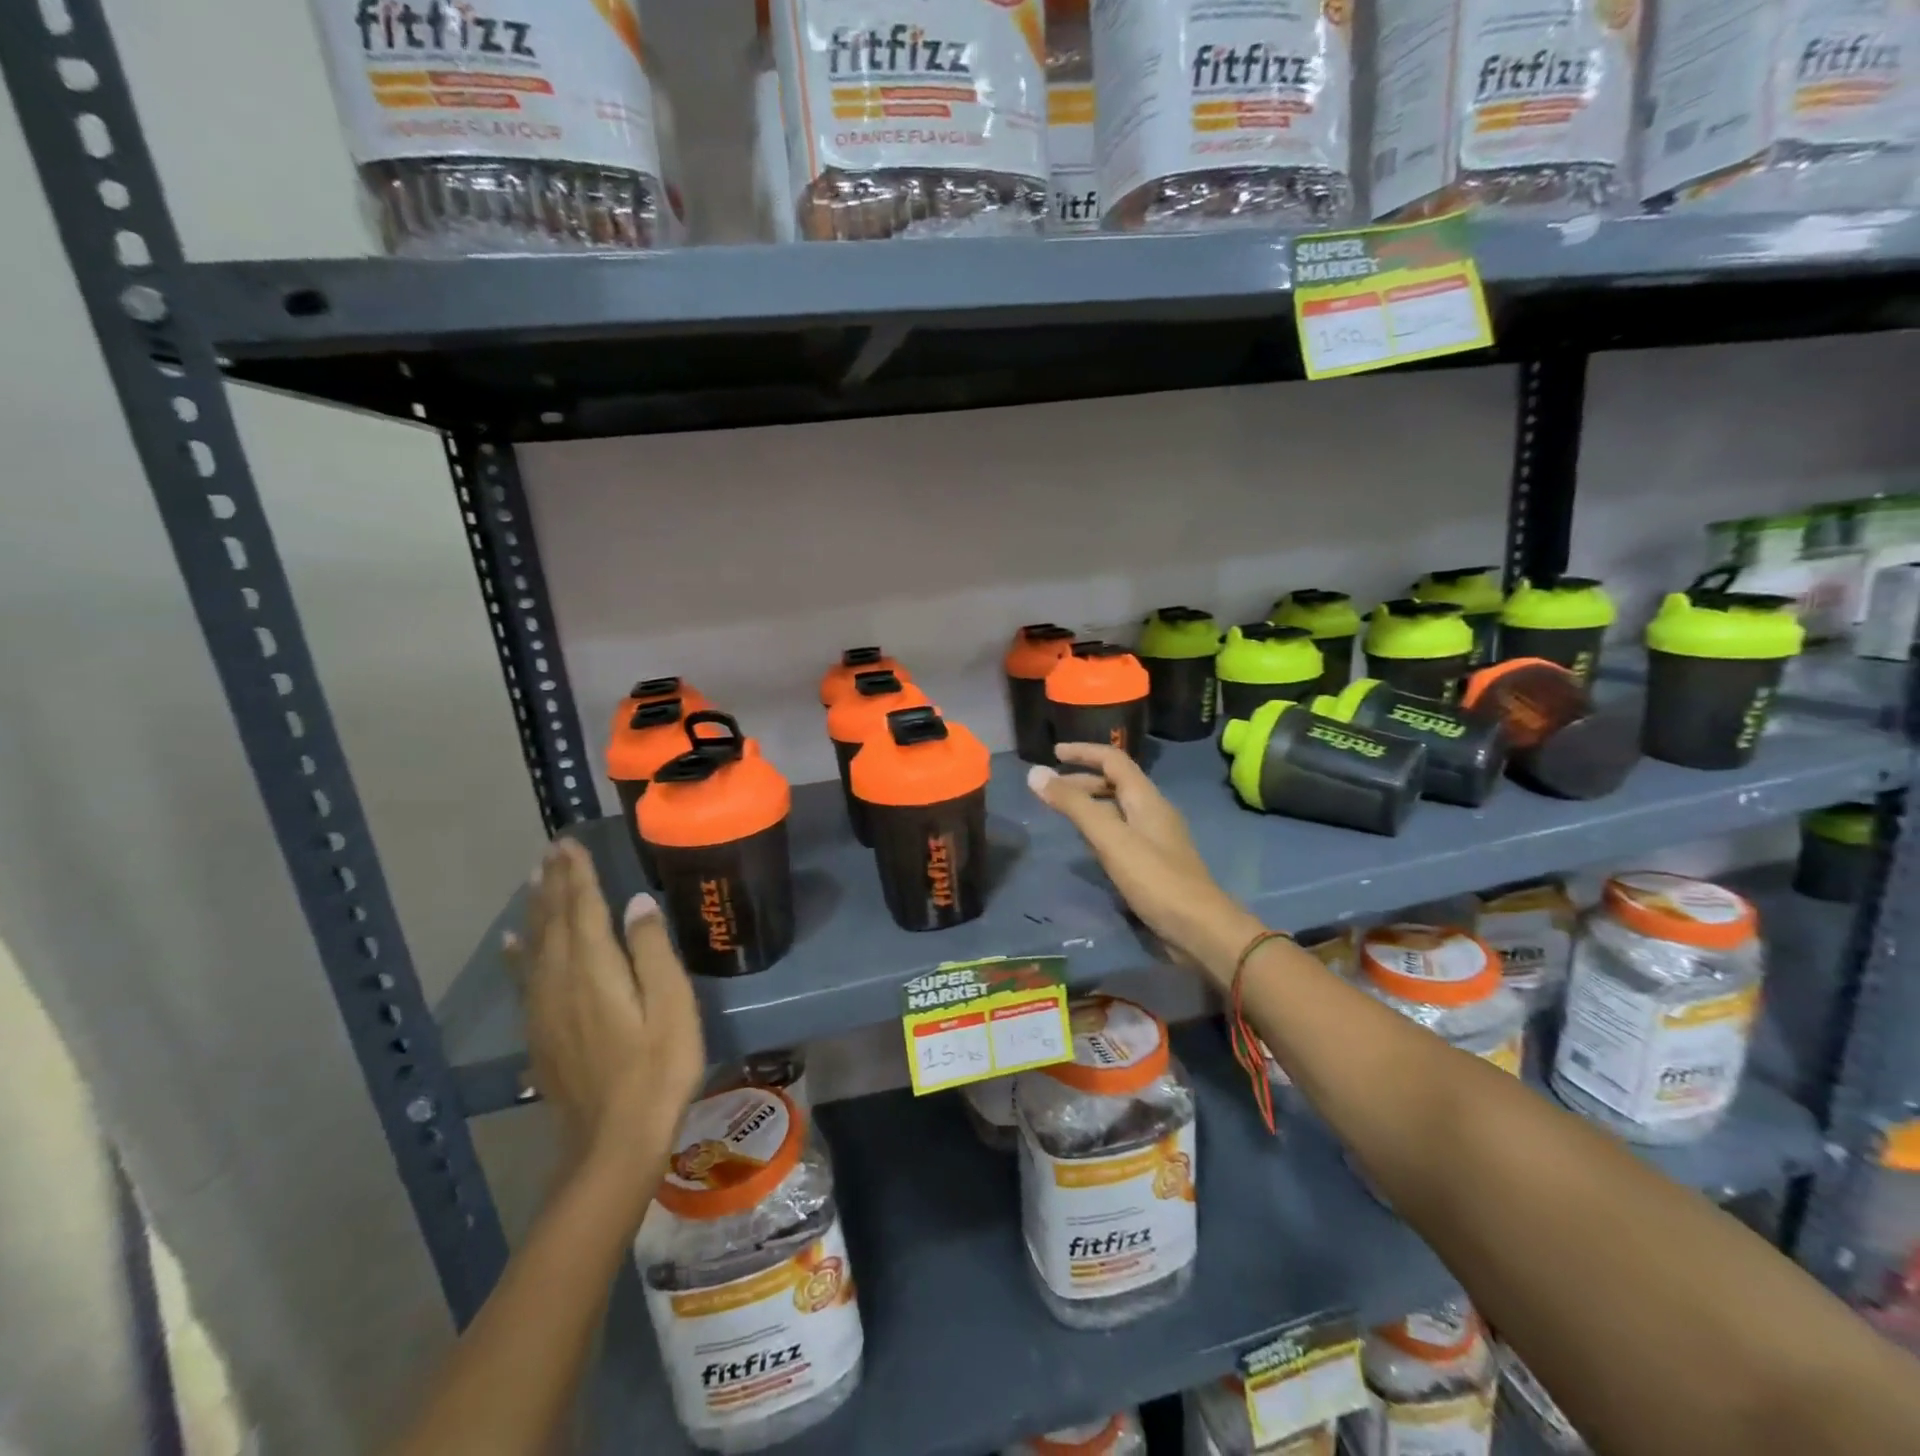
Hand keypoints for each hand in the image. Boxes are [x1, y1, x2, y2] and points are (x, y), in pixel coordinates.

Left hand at [506, 840, 705, 1206]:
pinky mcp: (541, 1033)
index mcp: (595, 970)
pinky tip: (513, 942)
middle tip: (551, 850)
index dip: (577, 875)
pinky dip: (518, 953)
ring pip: (535, 946)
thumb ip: (652, 951)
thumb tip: (636, 902)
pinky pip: (524, 978)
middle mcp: (561, 982)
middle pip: (554, 921)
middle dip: (554, 883)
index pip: (583, 909)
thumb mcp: (671, 1006)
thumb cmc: (658, 1069)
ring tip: (535, 879)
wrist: (613, 1142)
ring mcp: (545, 1010)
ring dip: (536, 909)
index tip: (570, 843)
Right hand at [1029, 743, 1264, 986]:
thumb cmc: (1154, 878)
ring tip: (1062, 813)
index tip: (1053, 751)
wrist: (1198, 928)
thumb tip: (1035, 773)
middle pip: (1115, 783)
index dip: (1083, 752)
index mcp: (1146, 798)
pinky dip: (1099, 828)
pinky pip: (1121, 833)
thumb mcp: (1109, 838)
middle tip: (1049, 789)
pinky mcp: (1153, 863)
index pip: (1113, 759)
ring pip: (1117, 809)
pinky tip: (1087, 845)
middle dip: (1082, 780)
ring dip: (1089, 804)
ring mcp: (1155, 838)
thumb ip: (1073, 805)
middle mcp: (1152, 811)